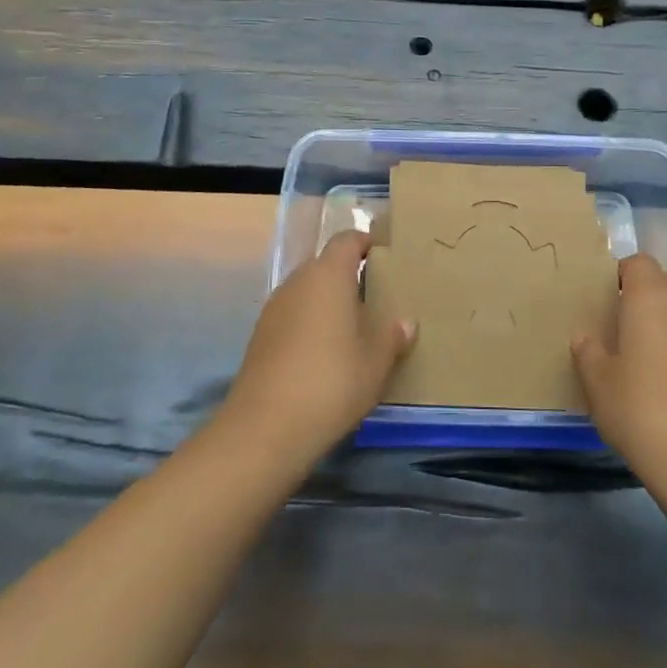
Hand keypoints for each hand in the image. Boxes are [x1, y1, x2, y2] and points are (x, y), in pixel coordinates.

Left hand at [220, 231, 415, 464]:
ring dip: (328, 302)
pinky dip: (310, 324)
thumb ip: (393, 336)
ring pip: (308, 291)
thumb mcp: (376, 362)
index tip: (387, 258)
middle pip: (326, 265)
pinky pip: (293, 316)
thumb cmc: (332, 381)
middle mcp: (298, 281)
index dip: (367, 243)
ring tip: (354, 330)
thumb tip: (405, 322)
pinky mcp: (261, 335)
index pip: (347, 240)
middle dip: (350, 277)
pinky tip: (325, 355)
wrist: (266, 427)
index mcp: (328, 275)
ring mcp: (274, 308)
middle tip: (377, 299)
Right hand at [572, 255, 666, 503]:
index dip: (621, 273)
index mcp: (651, 299)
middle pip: (666, 281)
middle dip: (646, 294)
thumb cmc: (642, 412)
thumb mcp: (598, 385)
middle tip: (622, 325)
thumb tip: (586, 338)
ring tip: (647, 355)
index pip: (639, 262)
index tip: (605, 298)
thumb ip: (588, 353)